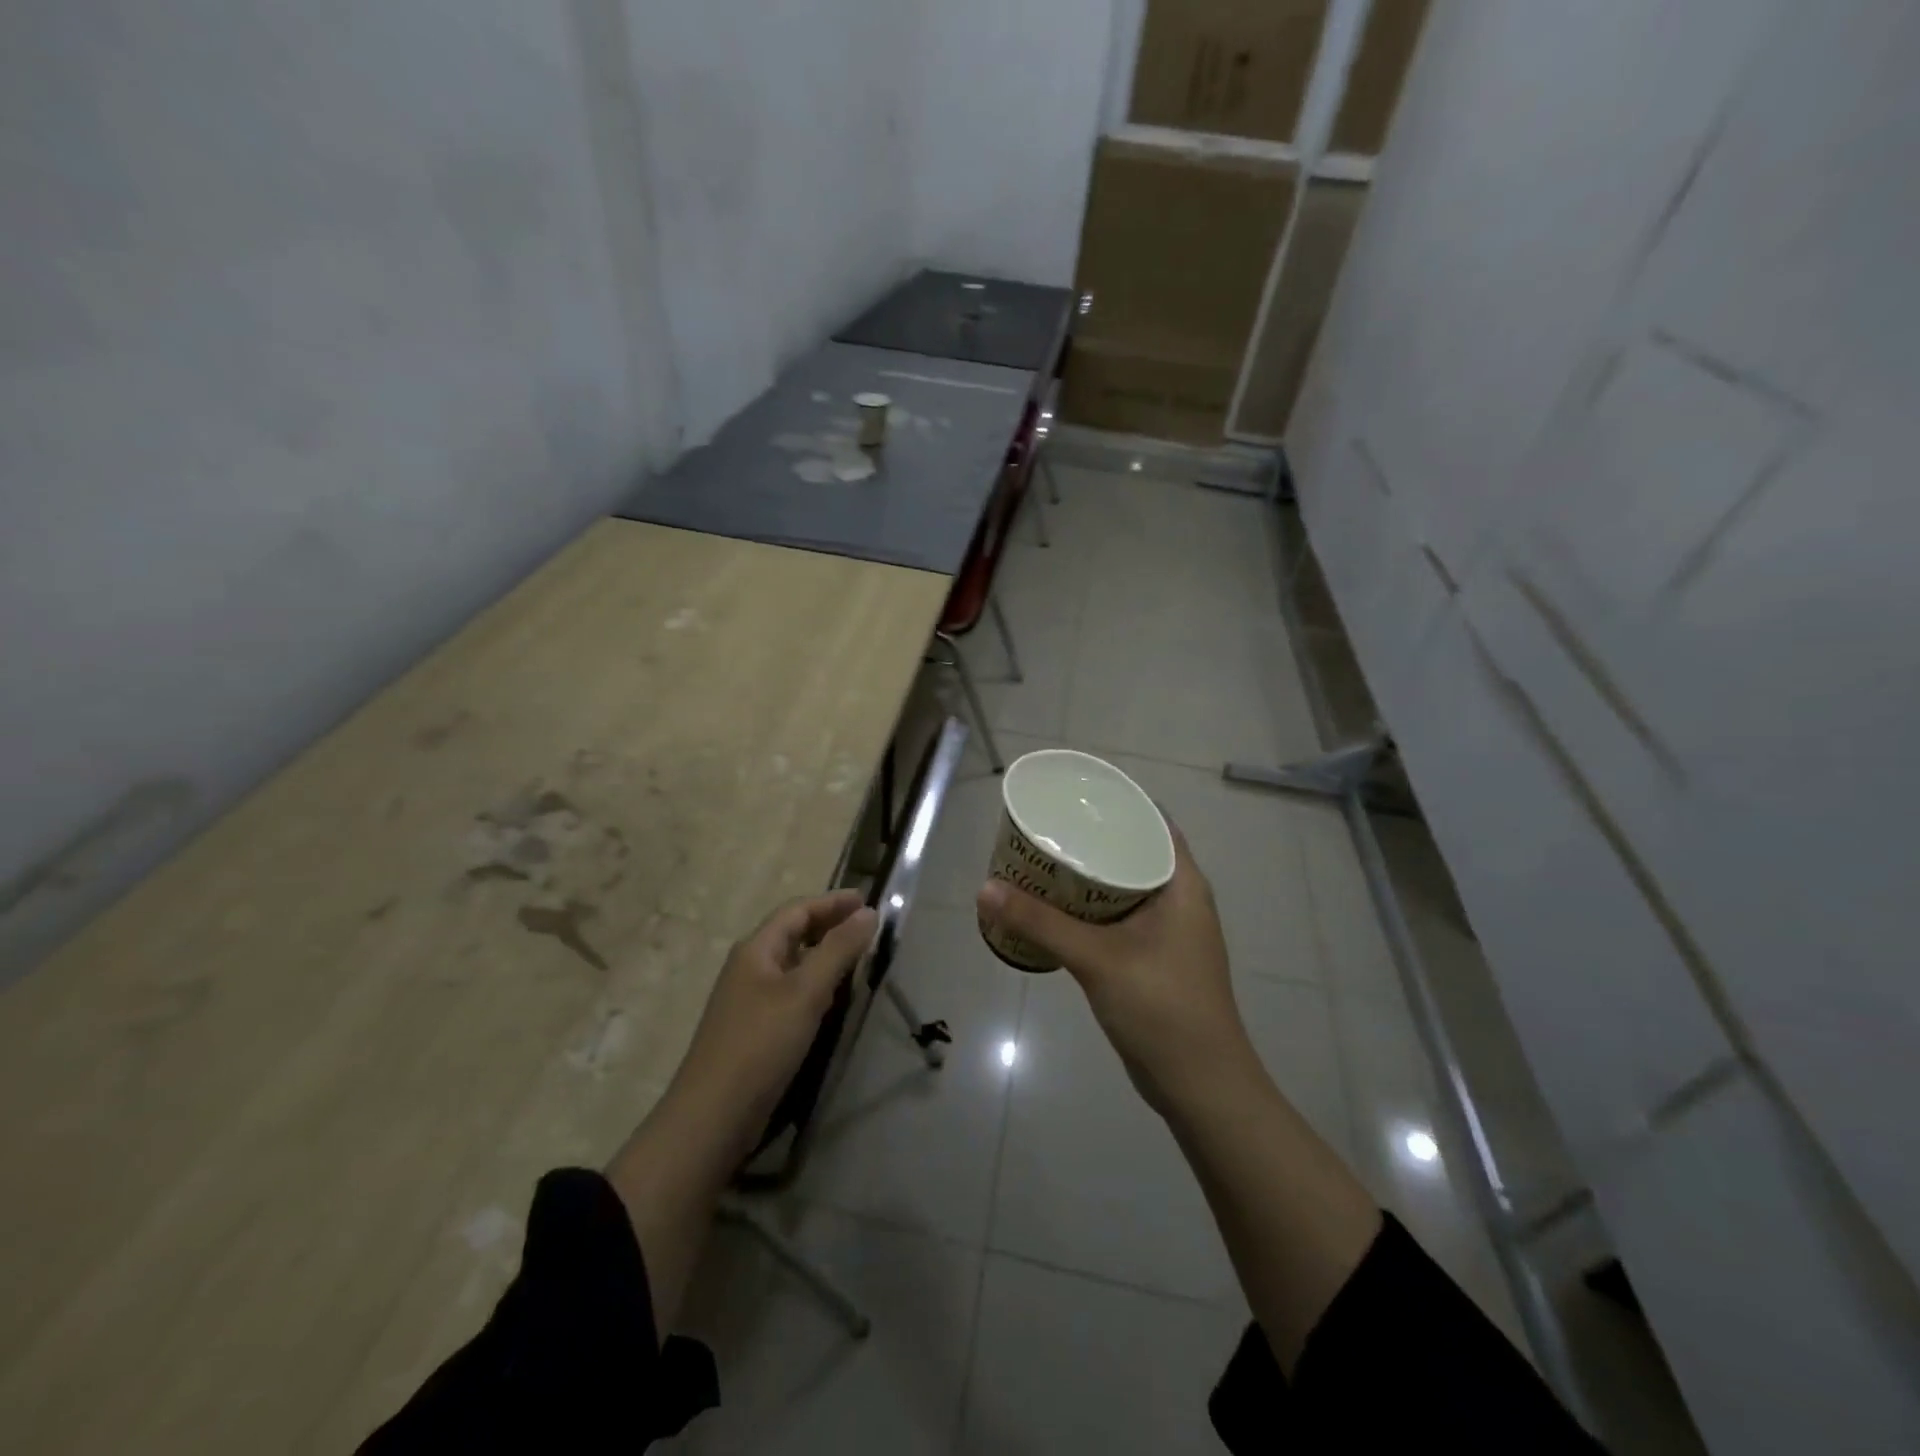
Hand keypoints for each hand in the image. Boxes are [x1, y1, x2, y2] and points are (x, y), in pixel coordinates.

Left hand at [666, 890, 877, 1153]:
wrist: (714, 1116)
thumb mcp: (807, 992)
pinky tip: (832, 998)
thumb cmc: (761, 1043)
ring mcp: (749, 999)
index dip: (832, 902)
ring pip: (792, 963)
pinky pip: (790, 991)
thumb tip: (868, 912)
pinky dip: (815, 983)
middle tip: (867, 926)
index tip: (868, 900)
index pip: (797, 910)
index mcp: (756, 949)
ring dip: (823, 954)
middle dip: (829, 924)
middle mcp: (749, 967)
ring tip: (857, 957)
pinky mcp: (754, 1029)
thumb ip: (839, 949)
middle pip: (792, 933)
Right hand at [977, 825, 1255, 1114]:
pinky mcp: (1153, 957)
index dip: (1114, 803)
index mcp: (1183, 883)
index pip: (1151, 822)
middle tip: (1045, 826)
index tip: (1072, 794)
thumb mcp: (1097, 959)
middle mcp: (1179, 898)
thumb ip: (1040, 923)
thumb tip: (985, 889)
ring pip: (1122, 886)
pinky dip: (1088, 908)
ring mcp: (1167, 930)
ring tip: (1041, 859)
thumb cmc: (1162, 1008)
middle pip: (1132, 851)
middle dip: (1091, 838)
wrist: (1200, 1086)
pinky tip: (1054, 908)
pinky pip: (1117, 916)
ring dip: (1086, 875)